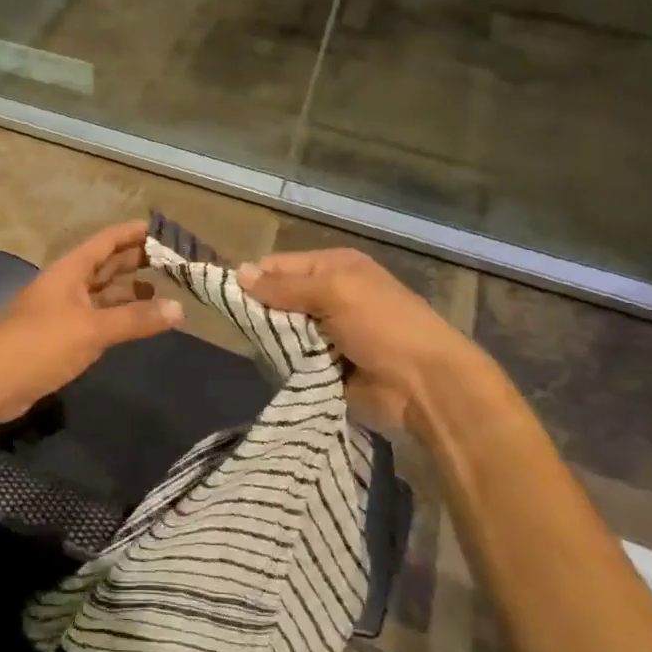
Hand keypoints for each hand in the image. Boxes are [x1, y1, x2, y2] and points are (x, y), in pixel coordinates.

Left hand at [0, 221, 183, 425]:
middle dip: (135, 262)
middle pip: (104, 266)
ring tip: (161, 294)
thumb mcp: (92, 329)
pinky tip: (133, 325)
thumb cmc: (40, 344)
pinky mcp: (58, 338)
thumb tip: (180, 308)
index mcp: (69, 270)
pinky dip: (115, 318)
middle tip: (172, 262)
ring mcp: (60, 312)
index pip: (106, 241)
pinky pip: (94, 319)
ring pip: (100, 295)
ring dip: (127, 293)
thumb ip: (135, 319)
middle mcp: (65, 285)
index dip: (132, 233)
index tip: (162, 230)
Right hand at [237, 247, 483, 436]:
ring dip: (271, 339)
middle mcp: (330, 295)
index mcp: (335, 267)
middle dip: (260, 311)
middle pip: (279, 298)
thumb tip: (239, 274)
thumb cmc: (382, 325)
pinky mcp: (327, 366)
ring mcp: (329, 333)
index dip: (254, 277)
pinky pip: (293, 359)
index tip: (226, 295)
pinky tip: (269, 366)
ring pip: (283, 330)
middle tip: (238, 326)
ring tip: (254, 347)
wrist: (425, 386)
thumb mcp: (334, 293)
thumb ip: (285, 287)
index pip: (280, 265)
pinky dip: (282, 362)